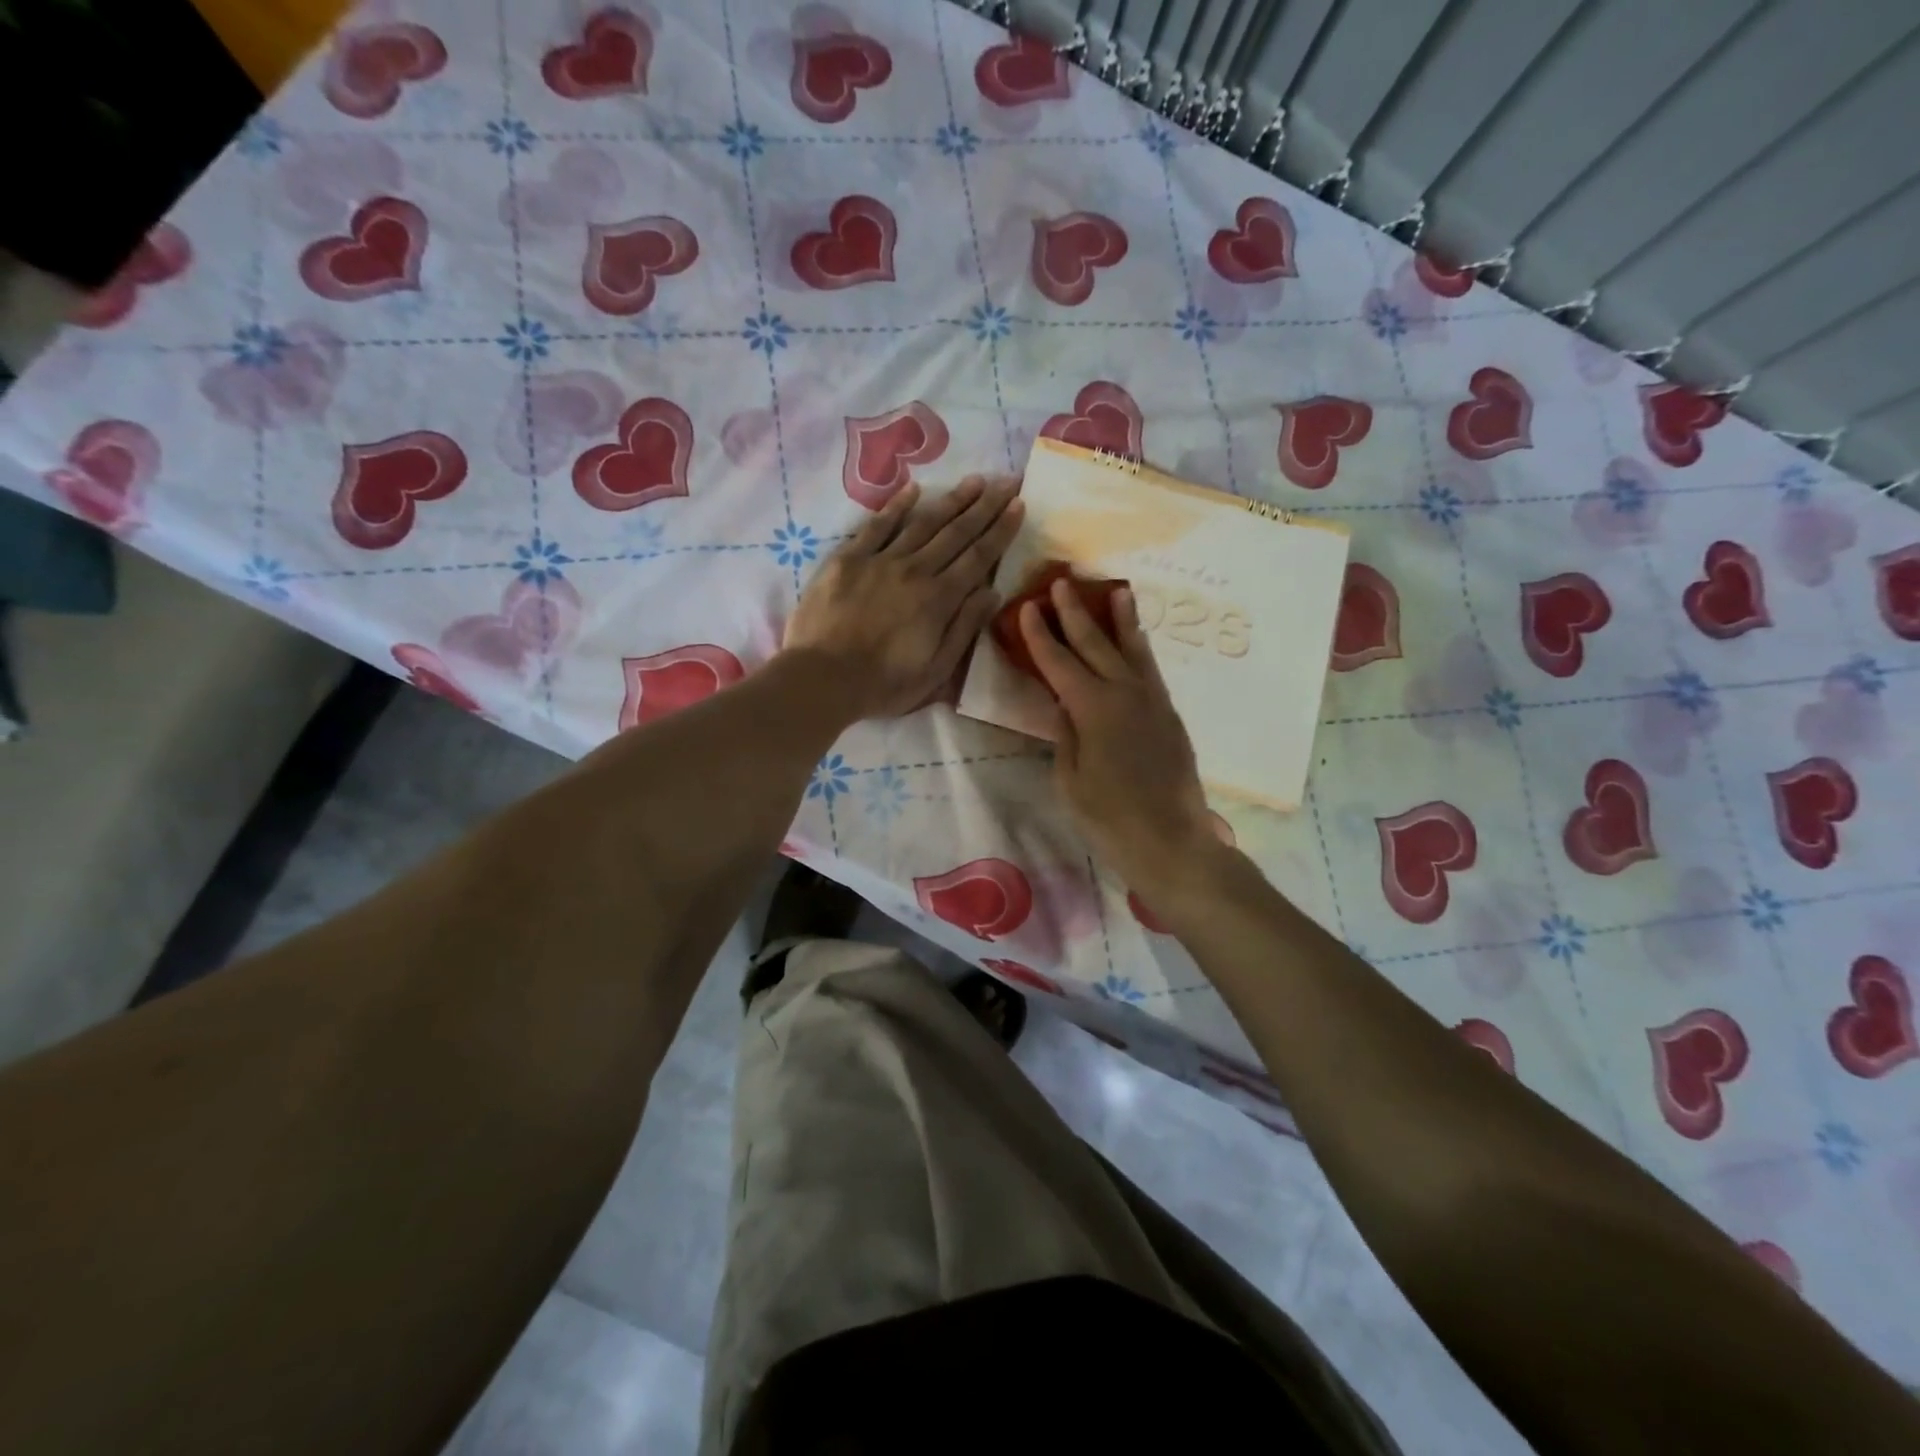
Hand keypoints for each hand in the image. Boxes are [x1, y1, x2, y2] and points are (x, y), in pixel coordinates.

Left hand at [783, 475, 1022, 721]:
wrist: (822, 678)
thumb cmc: (883, 684)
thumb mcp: (935, 670)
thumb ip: (964, 628)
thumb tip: (992, 591)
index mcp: (939, 599)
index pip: (978, 558)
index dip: (1000, 530)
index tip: (1019, 505)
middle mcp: (915, 570)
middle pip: (956, 533)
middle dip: (985, 506)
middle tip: (1006, 481)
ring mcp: (880, 560)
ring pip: (922, 522)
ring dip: (951, 500)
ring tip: (974, 481)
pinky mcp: (848, 559)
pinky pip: (877, 525)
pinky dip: (896, 506)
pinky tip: (913, 489)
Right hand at [1020, 579, 1222, 901]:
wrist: (1170, 841)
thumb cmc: (1108, 817)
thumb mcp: (1070, 779)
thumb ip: (1064, 734)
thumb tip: (1062, 702)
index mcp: (1093, 709)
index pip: (1059, 662)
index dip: (1041, 634)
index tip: (1028, 607)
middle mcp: (1124, 694)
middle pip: (1096, 644)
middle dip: (1076, 613)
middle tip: (1062, 583)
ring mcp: (1152, 701)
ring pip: (1132, 650)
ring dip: (1121, 619)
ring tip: (1117, 589)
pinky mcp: (1168, 715)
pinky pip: (1150, 670)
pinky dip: (1140, 648)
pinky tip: (1136, 640)